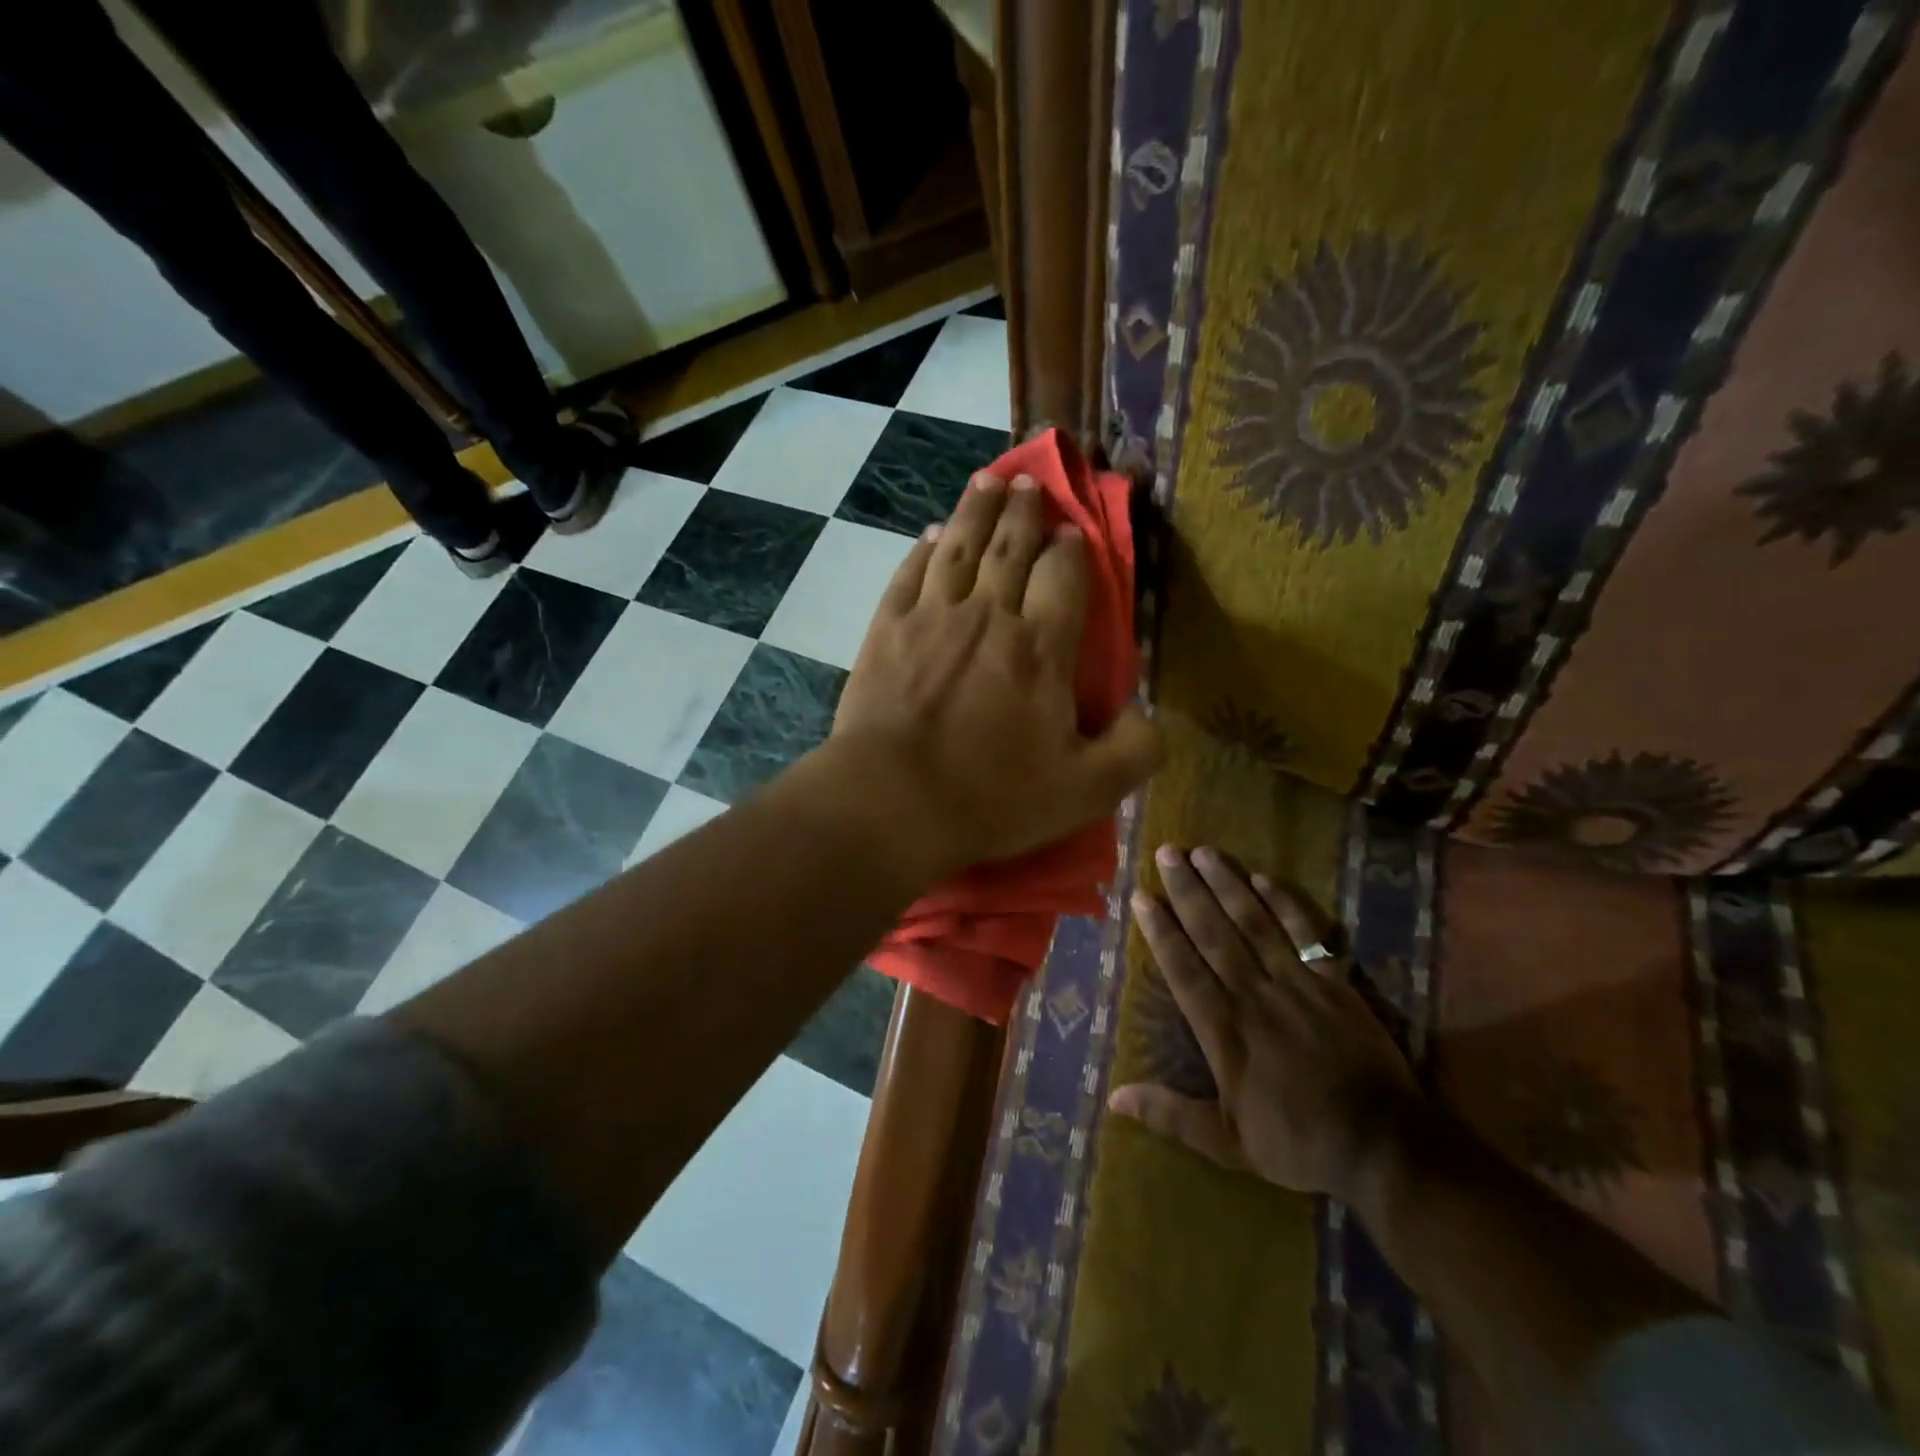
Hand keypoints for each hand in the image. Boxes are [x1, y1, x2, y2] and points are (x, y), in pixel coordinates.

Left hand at [830, 471, 1161, 878]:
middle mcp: (989, 615)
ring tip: (988, 482)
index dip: (1071, 549)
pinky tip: (933, 535)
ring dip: (977, 509)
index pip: (1063, 577)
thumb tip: (1149, 713)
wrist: (893, 802)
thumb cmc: (992, 798)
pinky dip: (925, 548)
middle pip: (1011, 547)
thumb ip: (1135, 749)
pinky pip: (911, 572)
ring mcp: (932, 616)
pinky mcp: (887, 629)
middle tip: (1029, 485)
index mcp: (1041, 648)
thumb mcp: (1086, 790)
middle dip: (1025, 512)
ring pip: (961, 546)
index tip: (1073, 533)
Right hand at [1108, 846, 1419, 1201]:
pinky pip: (1305, 933)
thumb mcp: (1227, 1143)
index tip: (1142, 895)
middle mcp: (1254, 994)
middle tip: (1167, 852)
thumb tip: (1113, 1097)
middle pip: (1214, 932)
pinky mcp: (1334, 982)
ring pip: (1254, 922)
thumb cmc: (1298, 1143)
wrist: (1383, 1145)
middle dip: (1187, 890)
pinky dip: (1284, 904)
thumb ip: (1171, 1114)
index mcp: (1224, 1029)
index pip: (1183, 967)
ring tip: (1204, 852)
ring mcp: (1296, 983)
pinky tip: (1263, 878)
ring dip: (1227, 884)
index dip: (1160, 930)